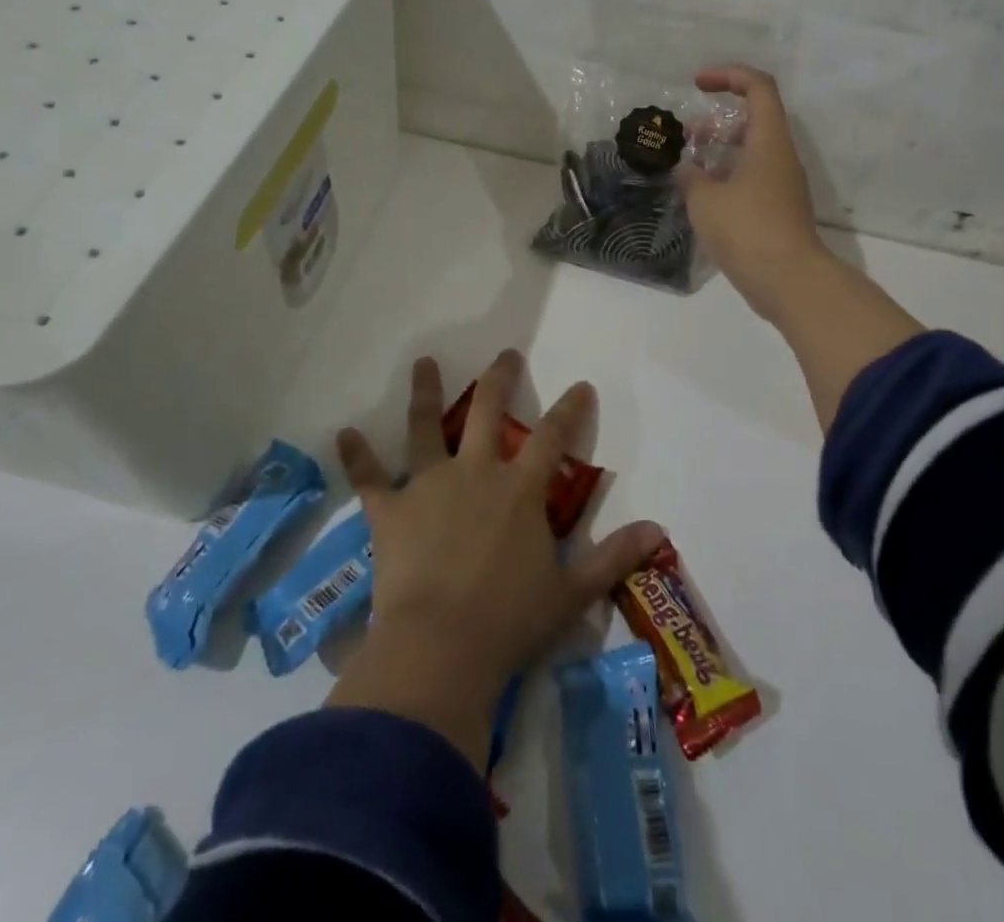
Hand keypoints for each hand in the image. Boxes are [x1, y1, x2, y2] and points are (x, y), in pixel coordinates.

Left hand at [324, 351, 664, 766]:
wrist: (439, 648)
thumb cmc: (509, 622)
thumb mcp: (571, 593)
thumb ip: (614, 558)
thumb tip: (660, 531)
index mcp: (520, 490)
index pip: (553, 437)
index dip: (570, 409)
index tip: (580, 385)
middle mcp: (476, 473)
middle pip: (488, 411)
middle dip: (499, 379)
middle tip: (505, 355)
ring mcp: (429, 485)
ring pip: (427, 427)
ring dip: (425, 392)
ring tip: (424, 362)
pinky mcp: (390, 510)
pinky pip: (369, 478)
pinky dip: (356, 456)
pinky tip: (343, 433)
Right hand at [677, 64, 830, 321]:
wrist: (789, 281)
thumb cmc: (746, 229)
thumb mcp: (705, 199)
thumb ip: (691, 177)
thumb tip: (686, 169)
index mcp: (769, 140)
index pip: (758, 87)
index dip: (728, 76)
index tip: (697, 85)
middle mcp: (781, 156)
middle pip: (754, 119)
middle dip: (718, 120)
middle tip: (688, 136)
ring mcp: (783, 184)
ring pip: (751, 151)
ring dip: (720, 152)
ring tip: (689, 168)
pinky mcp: (778, 210)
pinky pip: (752, 178)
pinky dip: (727, 177)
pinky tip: (702, 198)